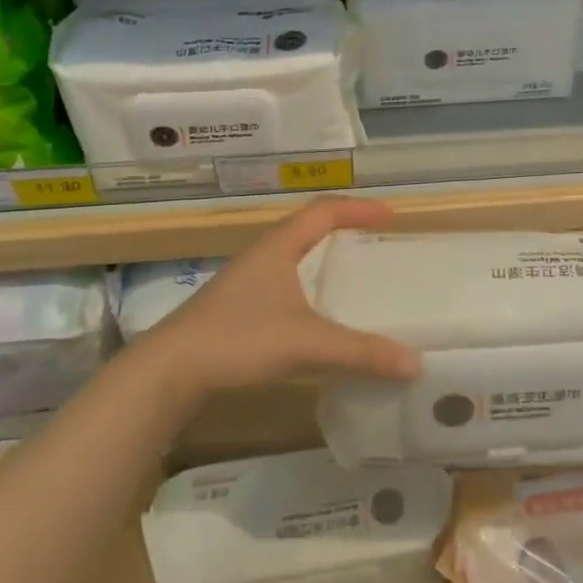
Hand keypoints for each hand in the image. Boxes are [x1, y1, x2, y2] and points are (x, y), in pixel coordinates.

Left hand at [135, 197, 419, 403]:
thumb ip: (362, 353)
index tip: (392, 216)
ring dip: (322, 263)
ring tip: (353, 281)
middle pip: (307, 230)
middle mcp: (261, 257)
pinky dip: (307, 292)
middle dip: (344, 232)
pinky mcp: (234, 311)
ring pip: (292, 260)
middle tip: (376, 245)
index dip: (359, 209)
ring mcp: (244, 284)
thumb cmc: (238, 340)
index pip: (325, 211)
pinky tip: (316, 320)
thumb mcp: (308, 345)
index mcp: (278, 247)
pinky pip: (282, 288)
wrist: (168, 372)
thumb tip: (415, 364)